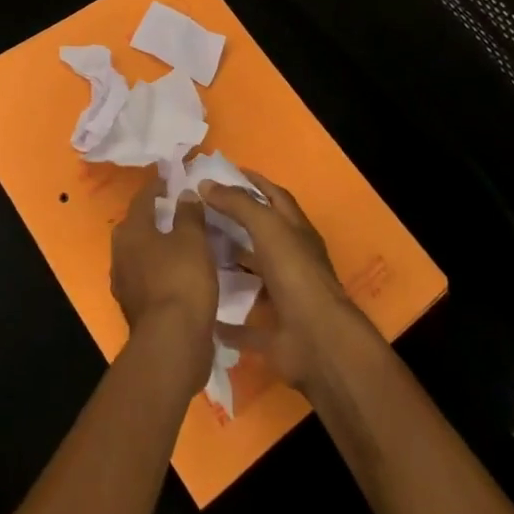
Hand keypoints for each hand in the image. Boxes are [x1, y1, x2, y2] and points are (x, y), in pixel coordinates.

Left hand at [111, 176, 216, 383]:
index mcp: (131, 231)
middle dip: (157, 216)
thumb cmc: (182, 280)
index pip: (143, 198)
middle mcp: (120, 254)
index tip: (170, 176)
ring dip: (160, 245)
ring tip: (184, 240)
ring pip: (143, 254)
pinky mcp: (136, 307)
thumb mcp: (193, 240)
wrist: (172, 342)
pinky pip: (150, 277)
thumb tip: (184, 194)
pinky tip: (182, 273)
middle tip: (179, 208)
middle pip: (138, 226)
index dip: (157, 185)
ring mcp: (125, 283)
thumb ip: (188, 214)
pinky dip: (164, 270)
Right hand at [197, 171, 377, 391]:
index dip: (253, 182)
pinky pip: (245, 325)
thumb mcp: (268, 227)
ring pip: (254, 276)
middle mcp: (293, 261)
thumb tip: (205, 183)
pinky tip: (202, 309)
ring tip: (195, 254)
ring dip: (230, 266)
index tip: (224, 172)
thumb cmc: (296, 274)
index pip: (275, 197)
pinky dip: (226, 320)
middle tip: (199, 211)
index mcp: (297, 232)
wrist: (318, 341)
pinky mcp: (274, 331)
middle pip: (262, 235)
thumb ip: (238, 204)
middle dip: (235, 222)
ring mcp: (285, 297)